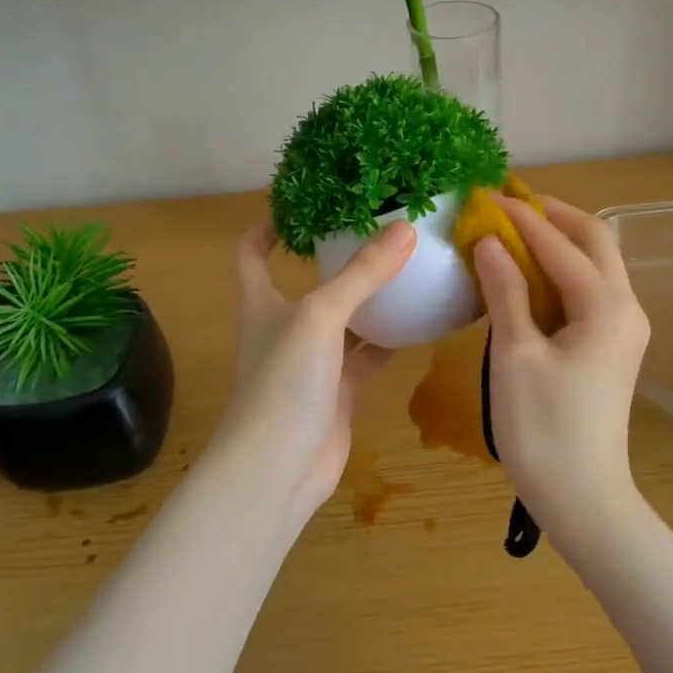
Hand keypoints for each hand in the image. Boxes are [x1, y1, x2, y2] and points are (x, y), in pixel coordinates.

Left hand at [214, 219, 417, 520]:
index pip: (252, 253)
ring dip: (370, 297)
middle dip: (337, 256)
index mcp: (263, 303)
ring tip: (409, 265)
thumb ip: (361, 275)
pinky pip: (367, 355)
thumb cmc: (283, 384)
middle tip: (380, 227)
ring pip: (345, 318)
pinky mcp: (338, 391)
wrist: (276, 472)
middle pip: (309, 281)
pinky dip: (390, 339)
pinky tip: (420, 321)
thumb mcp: (320, 318)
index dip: (269, 225)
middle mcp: (285, 327)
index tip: (302, 200)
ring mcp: (313, 361)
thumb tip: (405, 229)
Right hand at [473, 195, 650, 539]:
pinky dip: (560, 271)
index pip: (560, 244)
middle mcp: (625, 307)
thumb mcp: (515, 354)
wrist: (582, 497)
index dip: (521, 217)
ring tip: (513, 230)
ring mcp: (623, 328)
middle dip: (553, 215)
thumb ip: (504, 290)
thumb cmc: (543, 427)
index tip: (486, 195)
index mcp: (605, 305)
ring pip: (595, 264)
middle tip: (508, 204)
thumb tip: (488, 241)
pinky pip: (588, 290)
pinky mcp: (612, 346)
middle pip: (595, 240)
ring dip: (558, 241)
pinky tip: (527, 274)